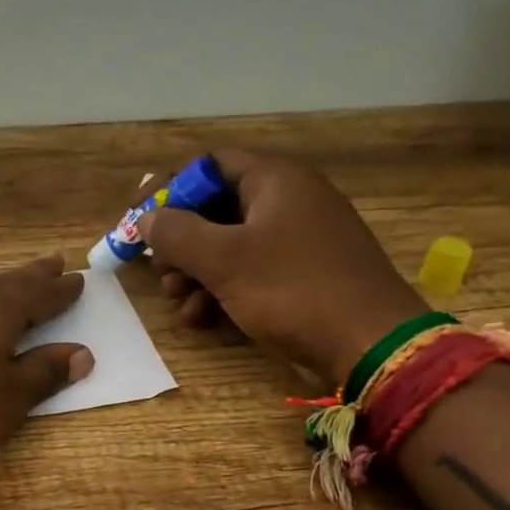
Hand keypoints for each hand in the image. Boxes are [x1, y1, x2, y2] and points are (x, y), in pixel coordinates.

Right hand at [138, 151, 422, 381]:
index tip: (139, 219)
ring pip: (230, 246)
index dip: (169, 188)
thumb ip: (177, 233)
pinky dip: (222, 290)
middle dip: (180, 241)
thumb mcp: (224, 260)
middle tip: (160, 271)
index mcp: (275, 180)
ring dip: (195, 273)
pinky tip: (203, 319)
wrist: (370, 344)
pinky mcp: (304, 275)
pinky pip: (251, 271)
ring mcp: (299, 240)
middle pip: (216, 208)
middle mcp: (288, 201)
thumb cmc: (293, 289)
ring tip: (178, 303)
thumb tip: (147, 219)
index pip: (209, 165)